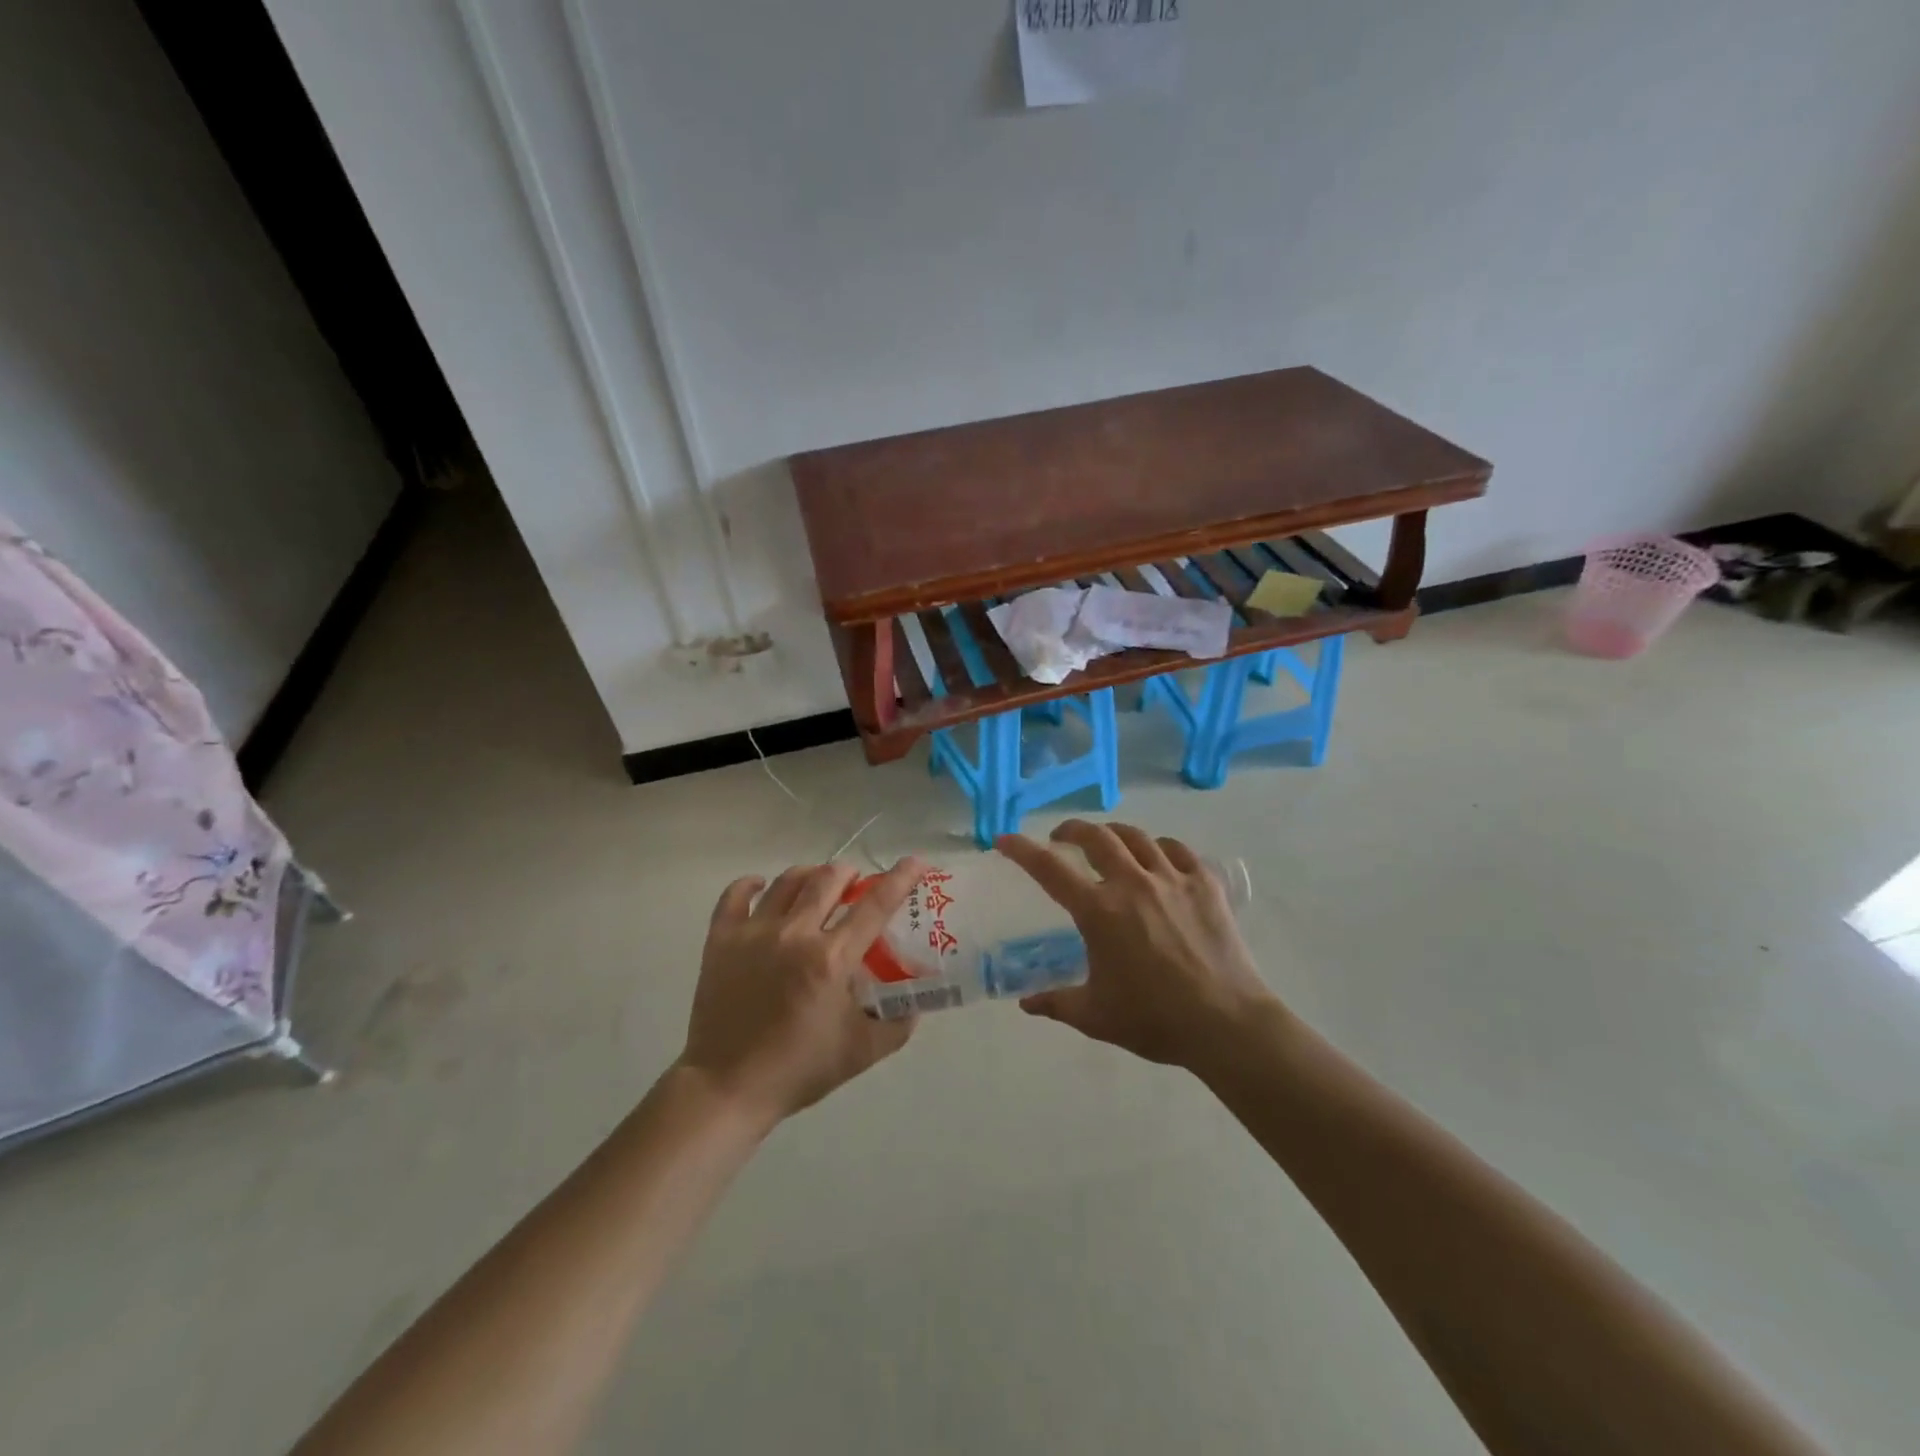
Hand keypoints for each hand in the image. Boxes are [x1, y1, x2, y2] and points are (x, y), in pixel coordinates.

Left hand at [679, 857, 926, 1127]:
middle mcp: (795, 934)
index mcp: (831, 959)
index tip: (916, 862)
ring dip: (811, 875)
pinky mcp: (721, 940)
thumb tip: (917, 1000)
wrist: (727, 1088)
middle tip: (856, 885)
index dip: (900, 879)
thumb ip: (898, 1023)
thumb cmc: (798, 1069)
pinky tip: (762, 887)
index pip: (875, 905)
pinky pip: (735, 895)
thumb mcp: (862, 1052)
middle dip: (850, 874)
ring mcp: (754, 932)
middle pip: (829, 879)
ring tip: (818, 883)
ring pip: (787, 881)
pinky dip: (751, 885)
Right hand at [996, 820, 1277, 1069]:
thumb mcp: (1095, 1016)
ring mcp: (1172, 878)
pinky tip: (1157, 858)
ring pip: (1137, 837)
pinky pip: (1177, 850)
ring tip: (1108, 842)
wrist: (1226, 1023)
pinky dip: (1159, 847)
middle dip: (1071, 830)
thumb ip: (1056, 1003)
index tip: (1004, 839)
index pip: (1050, 869)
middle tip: (1062, 838)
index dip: (1022, 850)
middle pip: (1096, 837)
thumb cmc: (1155, 1020)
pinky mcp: (1205, 884)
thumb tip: (1026, 1004)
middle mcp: (1132, 883)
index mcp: (1099, 911)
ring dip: (1114, 834)